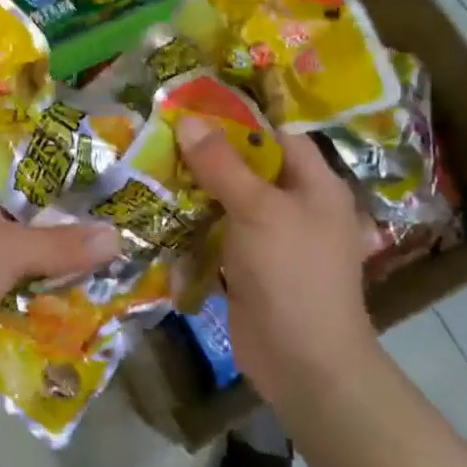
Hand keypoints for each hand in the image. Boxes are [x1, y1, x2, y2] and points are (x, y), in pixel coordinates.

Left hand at [0, 178, 120, 393]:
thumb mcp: (10, 251)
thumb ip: (63, 244)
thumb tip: (118, 235)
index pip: (27, 181)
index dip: (67, 192)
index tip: (111, 201)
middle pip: (27, 223)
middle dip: (66, 237)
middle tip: (119, 242)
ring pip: (20, 259)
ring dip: (53, 270)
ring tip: (108, 274)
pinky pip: (9, 289)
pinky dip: (33, 296)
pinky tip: (72, 304)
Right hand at [172, 117, 376, 392]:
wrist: (304, 362)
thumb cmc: (291, 272)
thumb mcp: (257, 209)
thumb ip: (221, 163)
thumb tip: (186, 119)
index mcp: (315, 185)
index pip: (277, 134)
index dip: (237, 117)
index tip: (191, 104)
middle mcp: (297, 207)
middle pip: (249, 167)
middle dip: (206, 153)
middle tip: (159, 134)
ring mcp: (273, 240)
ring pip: (229, 201)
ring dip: (195, 189)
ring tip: (150, 166)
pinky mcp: (250, 267)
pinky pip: (219, 233)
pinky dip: (194, 224)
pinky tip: (160, 212)